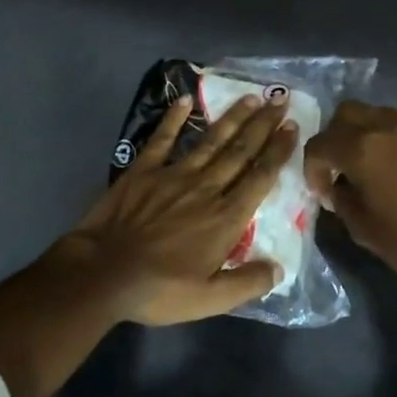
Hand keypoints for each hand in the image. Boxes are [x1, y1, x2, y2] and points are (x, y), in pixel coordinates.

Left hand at [50, 93, 298, 325]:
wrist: (103, 273)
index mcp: (225, 217)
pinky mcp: (143, 170)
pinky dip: (174, 119)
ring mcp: (173, 175)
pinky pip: (163, 139)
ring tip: (250, 97)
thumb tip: (279, 269)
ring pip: (210, 141)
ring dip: (232, 118)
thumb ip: (247, 283)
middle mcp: (206, 188)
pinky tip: (185, 100)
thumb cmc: (159, 289)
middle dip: (263, 126)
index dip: (278, 152)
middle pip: (240, 152)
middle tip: (279, 102)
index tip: (292, 128)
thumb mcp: (209, 299)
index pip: (260, 177)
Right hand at [304, 101, 396, 287]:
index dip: (312, 167)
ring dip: (367, 134)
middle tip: (339, 166)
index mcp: (362, 149)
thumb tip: (338, 187)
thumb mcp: (364, 230)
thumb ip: (342, 201)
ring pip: (381, 115)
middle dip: (335, 136)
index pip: (320, 143)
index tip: (321, 191)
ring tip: (372, 166)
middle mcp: (389, 129)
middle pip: (348, 112)